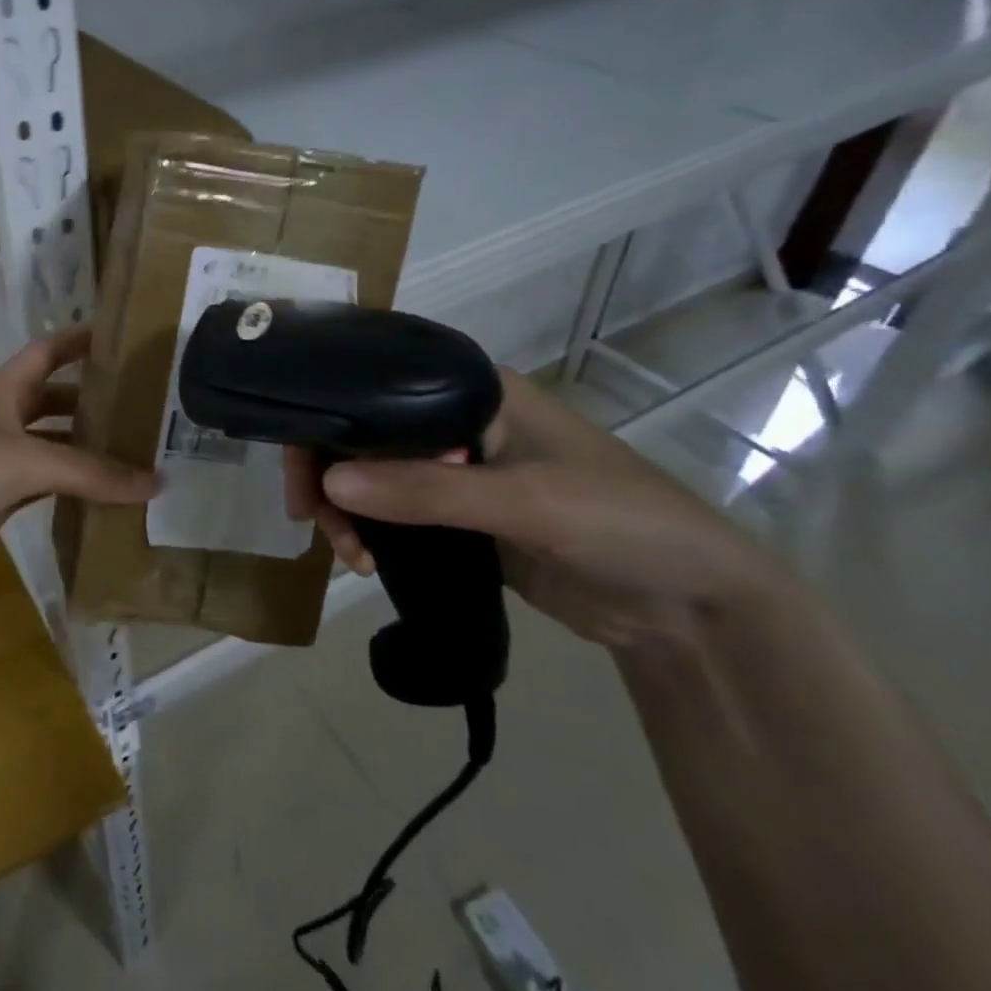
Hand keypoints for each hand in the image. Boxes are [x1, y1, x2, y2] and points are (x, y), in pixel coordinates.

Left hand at [0, 329, 158, 591]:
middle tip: (142, 404)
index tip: (120, 336)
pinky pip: (47, 484)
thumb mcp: (27, 461)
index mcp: (2, 389)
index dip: (78, 340)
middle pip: (53, 398)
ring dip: (86, 447)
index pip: (46, 351)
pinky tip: (106, 493)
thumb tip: (157, 483)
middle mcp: (1, 418)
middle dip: (92, 399)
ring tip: (135, 449)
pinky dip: (75, 486)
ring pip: (53, 444)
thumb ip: (91, 472)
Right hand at [285, 369, 780, 655]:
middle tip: (310, 515)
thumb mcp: (526, 502)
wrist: (692, 609)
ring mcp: (455, 471)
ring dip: (345, 508)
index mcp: (473, 389)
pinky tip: (365, 560)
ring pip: (370, 475)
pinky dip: (369, 532)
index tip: (297, 455)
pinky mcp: (456, 517)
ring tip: (350, 553)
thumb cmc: (621, 523)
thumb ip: (427, 491)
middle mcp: (454, 420)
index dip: (327, 408)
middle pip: (363, 431)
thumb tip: (328, 483)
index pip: (377, 380)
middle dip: (328, 470)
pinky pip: (392, 514)